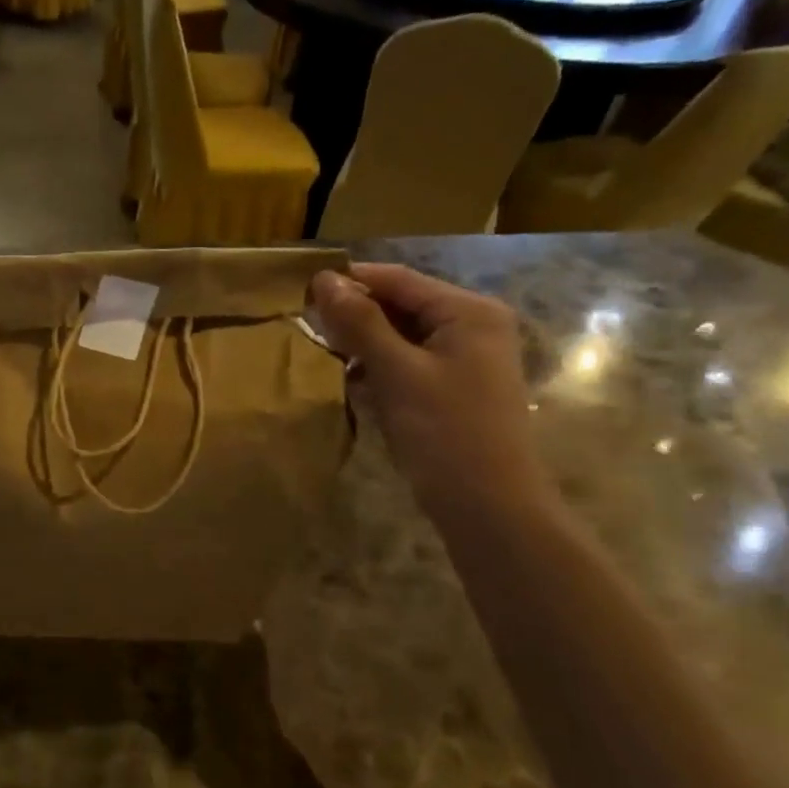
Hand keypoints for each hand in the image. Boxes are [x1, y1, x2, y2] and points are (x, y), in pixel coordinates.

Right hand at [310, 263, 551, 519]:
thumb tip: (324, 280)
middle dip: (355, 316)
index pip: (398, 280)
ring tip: (322, 355)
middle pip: (402, 306)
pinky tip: (350, 383)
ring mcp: (465, 360)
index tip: (299, 290)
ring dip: (363, 345)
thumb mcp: (398, 373)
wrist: (488, 507)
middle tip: (306, 327)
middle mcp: (472, 326)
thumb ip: (361, 323)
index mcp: (468, 312)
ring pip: (401, 337)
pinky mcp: (453, 389)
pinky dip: (379, 369)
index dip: (350, 281)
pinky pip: (408, 365)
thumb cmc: (445, 433)